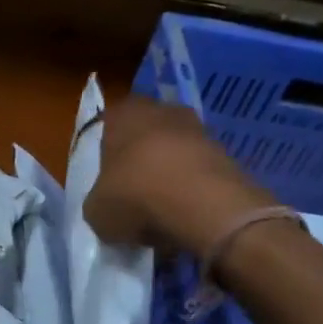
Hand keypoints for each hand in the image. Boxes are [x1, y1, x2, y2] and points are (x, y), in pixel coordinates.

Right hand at [85, 96, 275, 254]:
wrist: (203, 206)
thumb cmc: (135, 196)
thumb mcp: (96, 210)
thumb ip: (99, 200)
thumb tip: (108, 205)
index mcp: (123, 114)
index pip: (109, 125)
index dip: (107, 152)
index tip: (106, 178)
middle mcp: (162, 111)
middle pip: (145, 134)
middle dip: (140, 158)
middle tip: (132, 190)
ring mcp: (198, 129)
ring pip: (175, 150)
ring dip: (169, 173)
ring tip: (160, 206)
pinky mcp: (226, 153)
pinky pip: (198, 170)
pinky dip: (192, 188)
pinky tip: (185, 212)